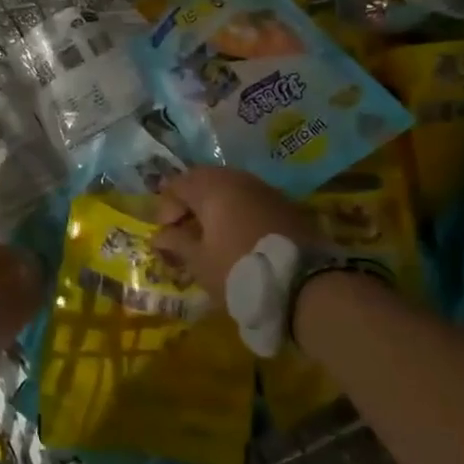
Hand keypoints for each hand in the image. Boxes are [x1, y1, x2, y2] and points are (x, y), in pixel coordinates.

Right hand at [154, 166, 316, 300]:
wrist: (304, 285)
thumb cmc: (239, 270)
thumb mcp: (199, 262)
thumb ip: (176, 243)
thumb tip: (159, 236)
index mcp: (212, 187)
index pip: (177, 184)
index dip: (165, 208)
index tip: (166, 235)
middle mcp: (238, 179)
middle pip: (204, 181)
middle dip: (190, 204)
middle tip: (185, 233)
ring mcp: (265, 189)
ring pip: (229, 189)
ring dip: (215, 208)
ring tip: (211, 238)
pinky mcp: (285, 205)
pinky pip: (250, 200)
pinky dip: (237, 213)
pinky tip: (237, 238)